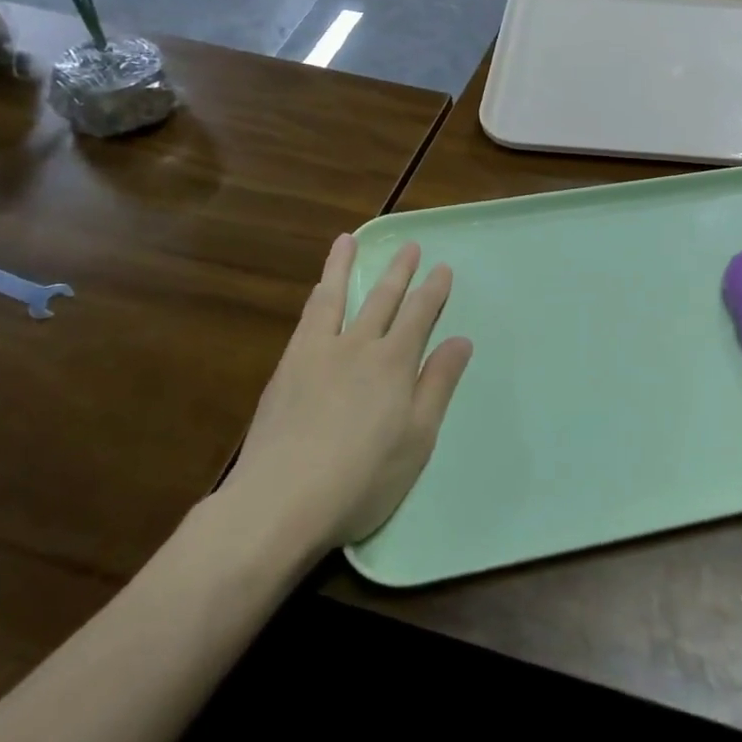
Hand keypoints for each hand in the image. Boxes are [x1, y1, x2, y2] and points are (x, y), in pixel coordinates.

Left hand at [228, 236, 472, 548]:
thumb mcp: (417, 438)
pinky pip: (308, 319)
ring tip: (348, 241)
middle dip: (399, 271)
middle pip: (382, 299)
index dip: (433, 289)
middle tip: (410, 246)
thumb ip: (438, 384)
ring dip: (345, 266)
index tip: (442, 267)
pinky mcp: (288, 367)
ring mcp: (318, 353)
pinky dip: (318, 297)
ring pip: (336, 297)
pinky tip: (318, 291)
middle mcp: (358, 346)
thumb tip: (461, 340)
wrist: (280, 501)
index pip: (419, 314)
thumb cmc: (361, 478)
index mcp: (394, 362)